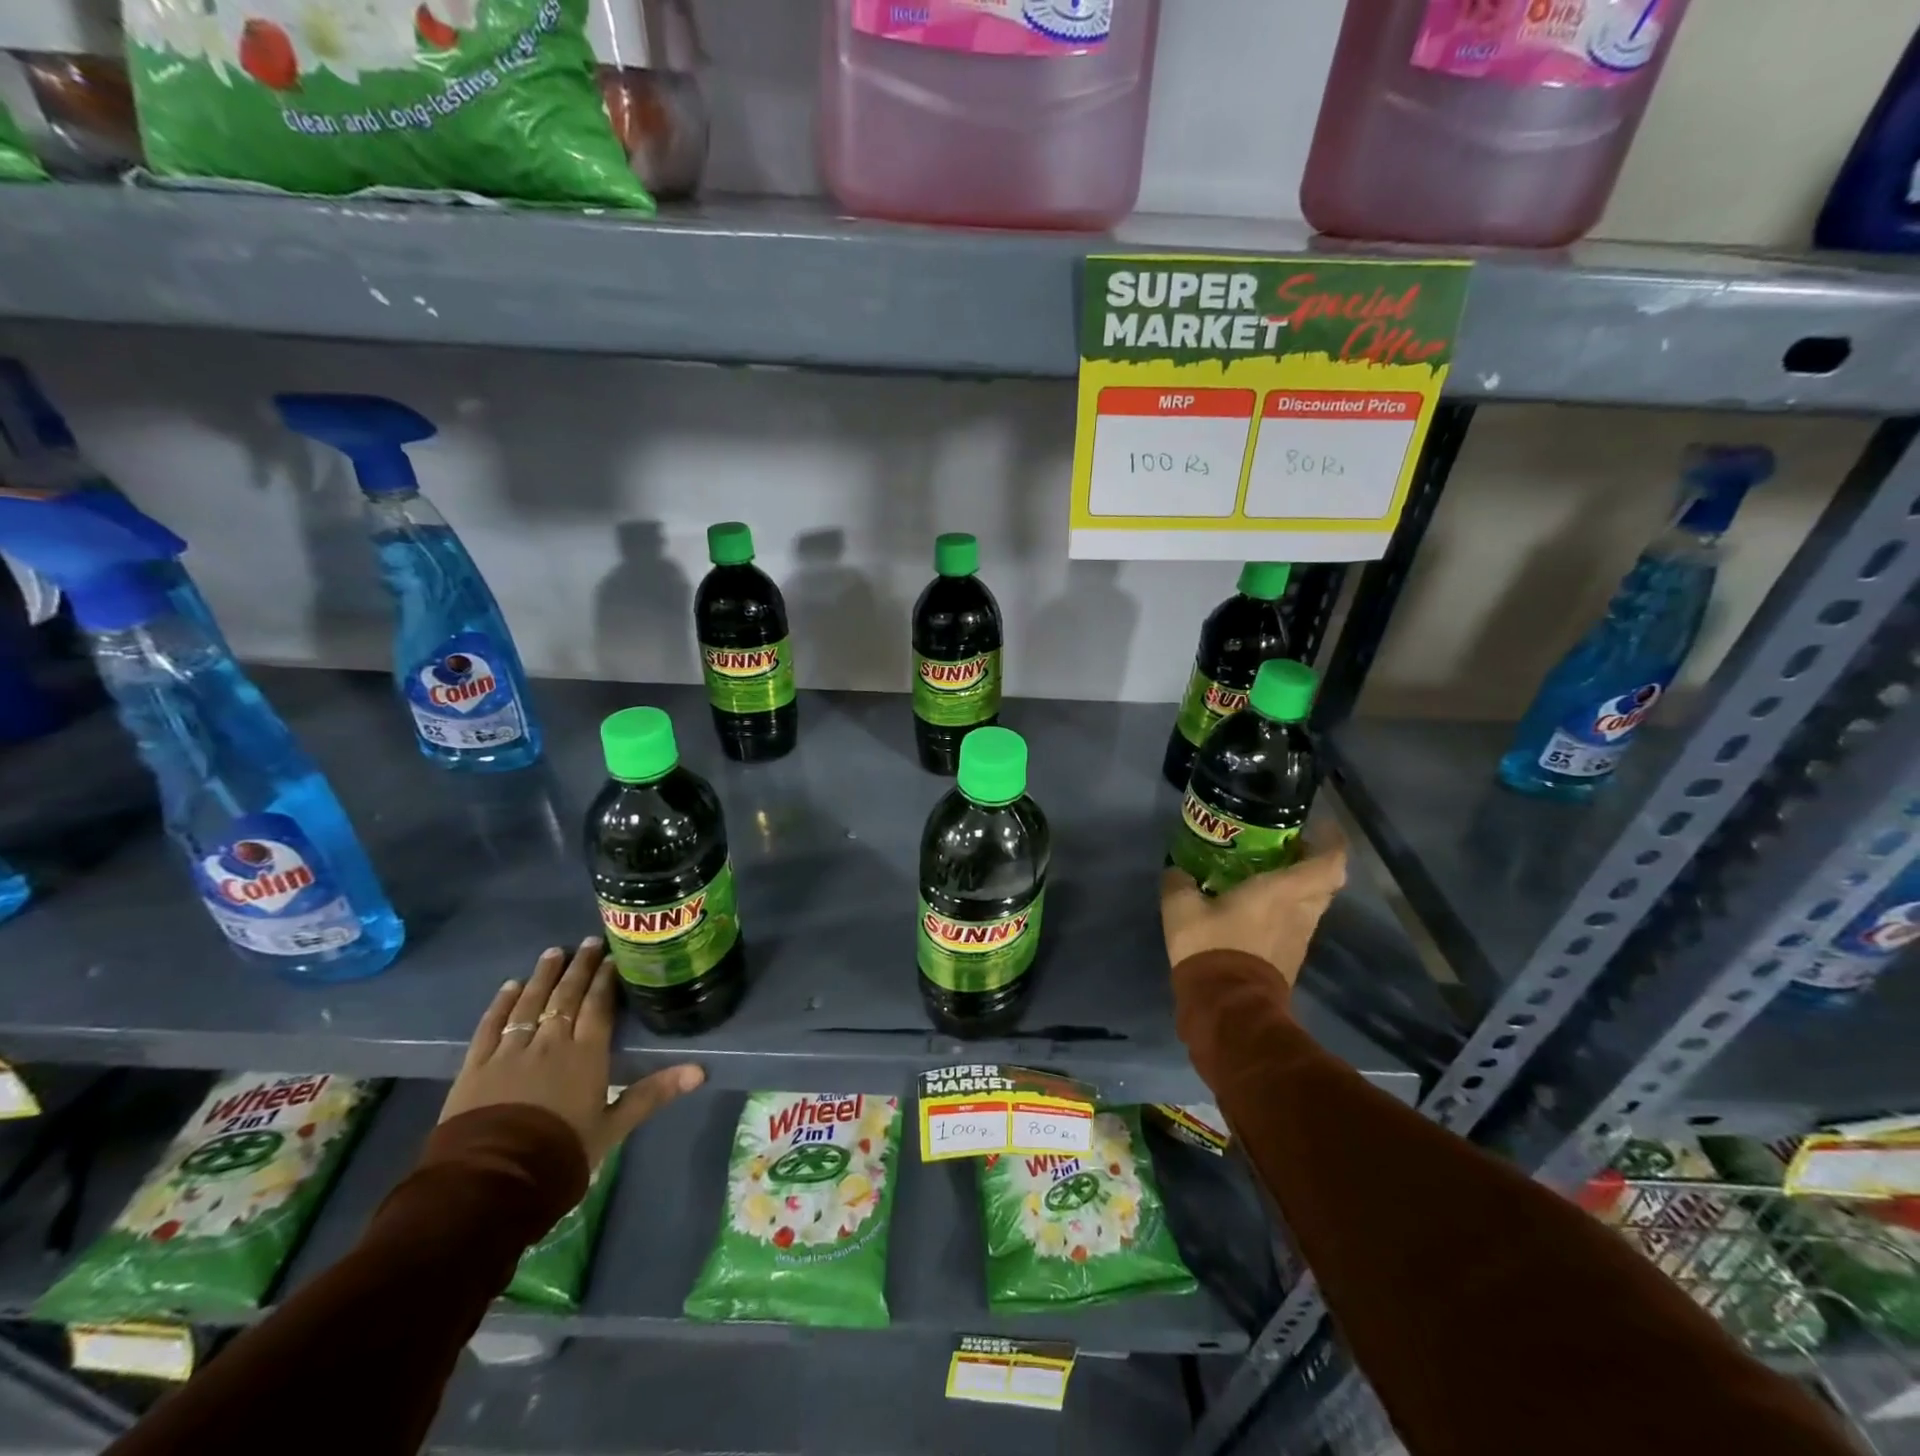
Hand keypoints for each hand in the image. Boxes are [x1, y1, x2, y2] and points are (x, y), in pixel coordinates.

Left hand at [442, 939, 704, 1167]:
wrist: (491, 1182)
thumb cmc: (560, 1154)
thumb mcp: (613, 1128)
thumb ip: (652, 1094)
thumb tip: (701, 1071)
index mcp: (586, 1054)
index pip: (598, 1006)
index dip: (606, 979)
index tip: (613, 956)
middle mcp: (550, 1042)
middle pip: (566, 997)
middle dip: (579, 967)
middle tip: (588, 942)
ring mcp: (510, 1051)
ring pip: (530, 1003)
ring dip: (543, 976)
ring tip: (553, 953)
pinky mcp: (476, 1066)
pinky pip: (490, 1026)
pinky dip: (501, 1004)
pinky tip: (509, 987)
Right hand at [1161, 830, 1347, 985]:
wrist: (1227, 1007)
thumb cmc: (1212, 947)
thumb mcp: (1181, 908)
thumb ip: (1179, 882)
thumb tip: (1177, 871)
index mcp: (1282, 892)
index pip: (1328, 863)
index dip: (1332, 841)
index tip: (1320, 825)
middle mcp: (1300, 912)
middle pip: (1326, 883)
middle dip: (1313, 862)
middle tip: (1288, 848)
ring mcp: (1299, 938)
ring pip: (1313, 904)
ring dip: (1300, 888)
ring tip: (1270, 874)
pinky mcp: (1291, 958)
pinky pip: (1297, 924)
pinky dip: (1287, 910)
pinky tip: (1258, 906)